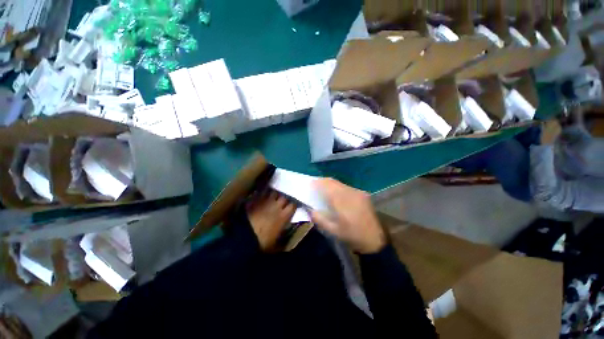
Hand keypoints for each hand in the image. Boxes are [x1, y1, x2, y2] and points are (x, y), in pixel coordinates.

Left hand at [247, 190, 295, 250]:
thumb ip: (284, 239)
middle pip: (284, 196)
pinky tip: (264, 194)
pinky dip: (265, 193)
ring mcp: (266, 202)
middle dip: (285, 197)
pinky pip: (263, 193)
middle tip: (285, 198)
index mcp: (283, 216)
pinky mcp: (256, 201)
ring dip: (275, 193)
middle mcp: (277, 206)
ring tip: (275, 195)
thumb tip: (287, 239)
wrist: (245, 236)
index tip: (294, 205)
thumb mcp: (276, 244)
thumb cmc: (262, 242)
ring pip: (274, 192)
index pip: (293, 205)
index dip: (294, 204)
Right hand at [311, 178, 385, 253]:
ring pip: (340, 183)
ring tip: (324, 189)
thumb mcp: (332, 231)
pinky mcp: (362, 194)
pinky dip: (338, 187)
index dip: (317, 183)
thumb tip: (310, 209)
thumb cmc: (351, 236)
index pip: (326, 185)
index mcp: (341, 202)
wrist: (374, 239)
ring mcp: (357, 192)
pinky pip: (346, 187)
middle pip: (333, 181)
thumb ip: (318, 218)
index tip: (310, 184)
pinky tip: (336, 194)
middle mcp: (350, 193)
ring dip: (330, 184)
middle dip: (322, 181)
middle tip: (315, 186)